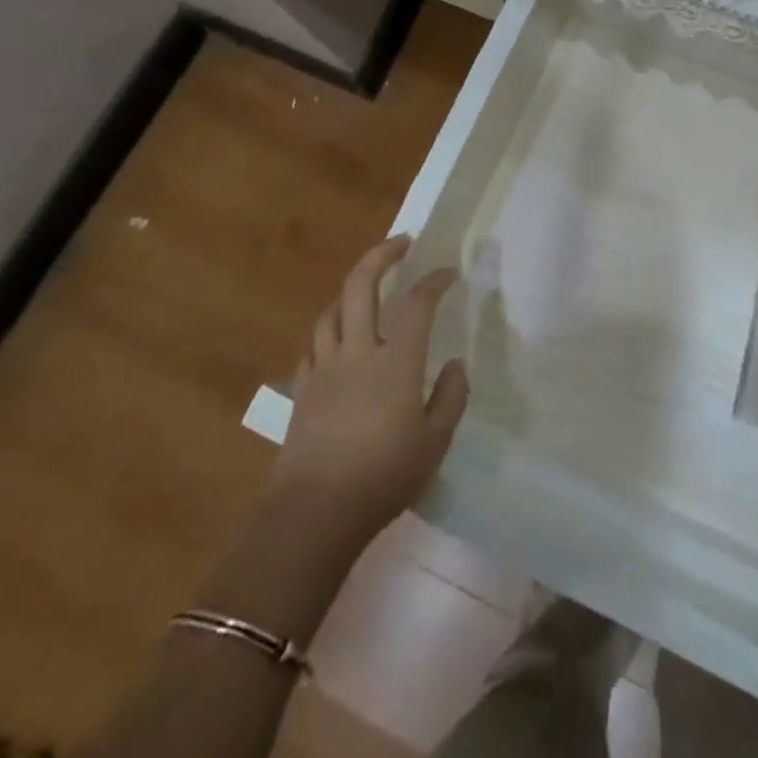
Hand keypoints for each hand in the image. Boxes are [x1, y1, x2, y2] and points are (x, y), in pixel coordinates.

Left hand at [276, 236, 468, 546]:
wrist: (314, 514)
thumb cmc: (383, 478)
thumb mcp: (435, 443)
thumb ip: (450, 398)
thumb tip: (455, 365)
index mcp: (395, 361)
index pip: (417, 303)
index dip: (434, 280)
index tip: (448, 272)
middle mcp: (357, 352)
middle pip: (360, 286)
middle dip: (381, 255)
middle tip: (401, 243)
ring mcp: (324, 369)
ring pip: (330, 311)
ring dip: (350, 290)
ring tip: (366, 287)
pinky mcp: (302, 391)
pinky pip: (313, 346)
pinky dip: (328, 331)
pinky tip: (337, 341)